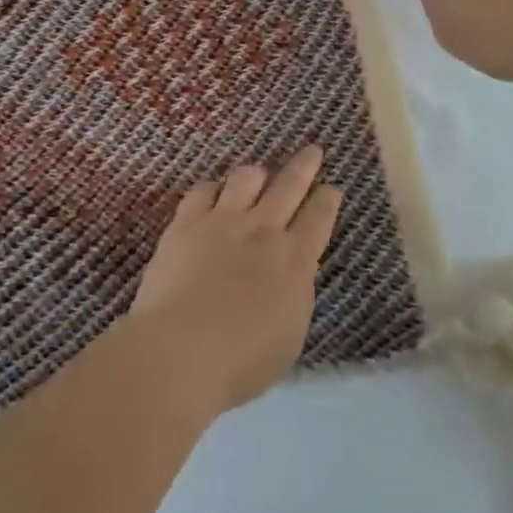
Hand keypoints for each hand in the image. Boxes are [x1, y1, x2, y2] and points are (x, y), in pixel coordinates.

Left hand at [125, 147, 340, 414]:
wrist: (181, 350)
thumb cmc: (241, 361)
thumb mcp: (289, 334)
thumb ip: (294, 295)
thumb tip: (292, 274)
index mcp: (295, 260)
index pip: (318, 219)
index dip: (327, 201)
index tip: (331, 189)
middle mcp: (262, 230)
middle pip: (288, 186)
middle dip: (304, 166)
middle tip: (312, 151)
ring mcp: (222, 221)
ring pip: (245, 178)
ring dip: (256, 173)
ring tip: (259, 173)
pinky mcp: (185, 223)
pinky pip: (203, 190)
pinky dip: (213, 188)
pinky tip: (213, 191)